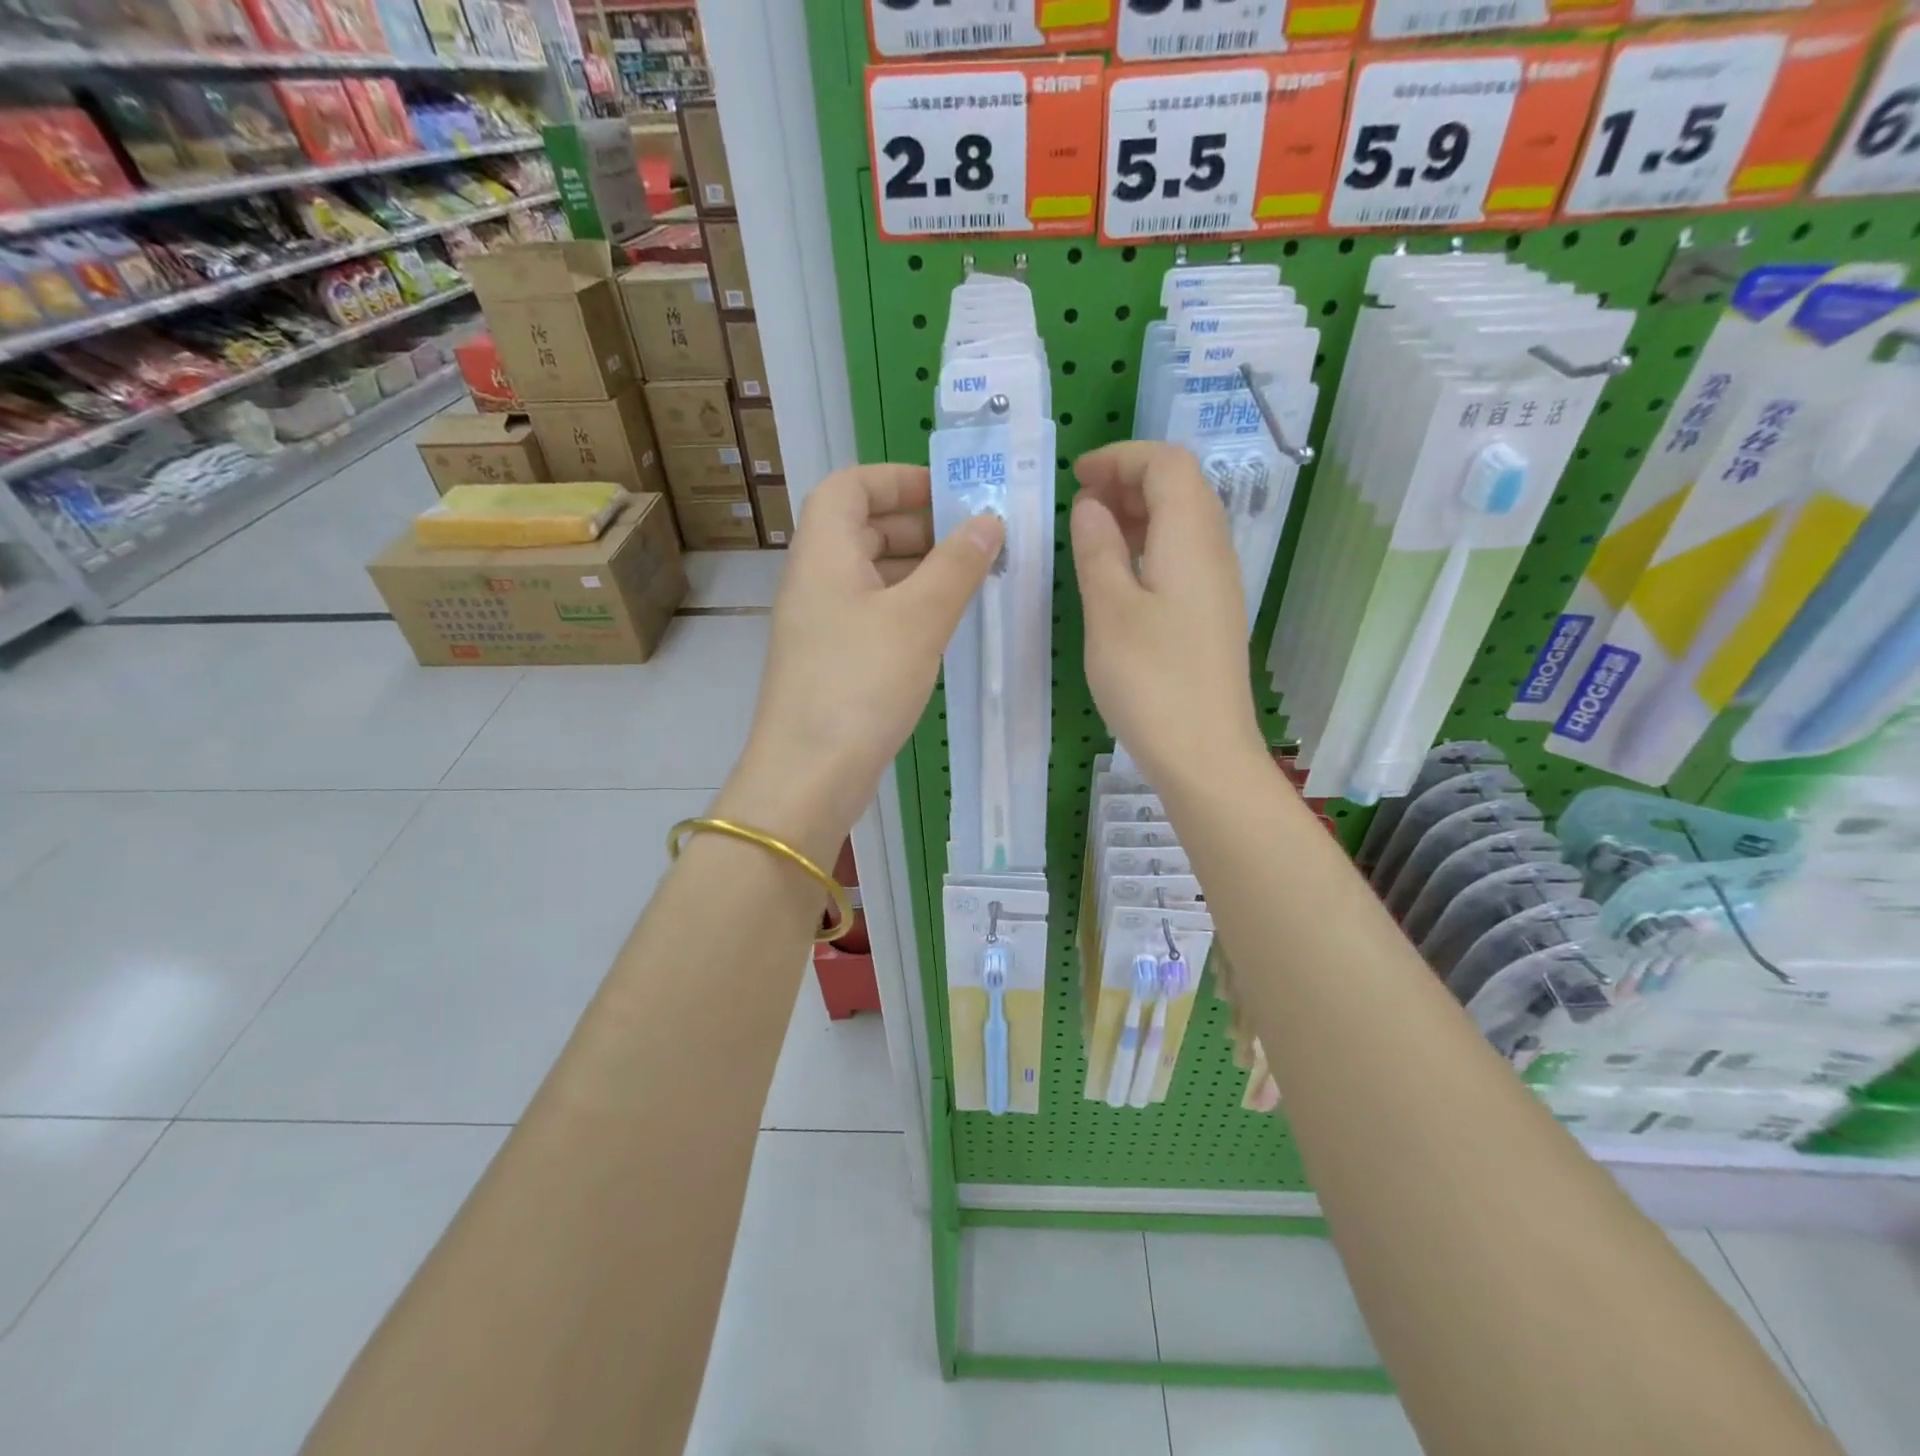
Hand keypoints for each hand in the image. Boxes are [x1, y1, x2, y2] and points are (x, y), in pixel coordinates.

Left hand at [717, 464, 1003, 863]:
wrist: (809, 775)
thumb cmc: (861, 684)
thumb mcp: (918, 619)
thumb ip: (957, 566)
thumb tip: (988, 521)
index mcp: (824, 552)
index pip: (850, 486)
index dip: (897, 479)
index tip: (949, 494)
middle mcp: (815, 580)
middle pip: (861, 528)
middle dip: (918, 525)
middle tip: (974, 541)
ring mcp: (820, 623)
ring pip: (870, 574)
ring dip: (917, 568)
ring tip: (970, 581)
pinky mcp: (831, 661)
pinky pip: (871, 613)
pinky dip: (906, 607)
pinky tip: (942, 626)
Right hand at [1071, 442, 1266, 788]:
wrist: (1204, 754)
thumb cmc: (1151, 680)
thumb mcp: (1109, 609)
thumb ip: (1099, 548)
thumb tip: (1092, 506)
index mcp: (1191, 538)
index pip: (1168, 464)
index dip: (1122, 457)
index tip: (1077, 477)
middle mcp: (1214, 551)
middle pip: (1181, 487)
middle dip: (1129, 480)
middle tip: (1080, 503)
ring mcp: (1217, 585)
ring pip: (1182, 523)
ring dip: (1138, 514)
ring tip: (1092, 533)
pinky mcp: (1210, 614)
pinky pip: (1182, 556)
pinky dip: (1149, 546)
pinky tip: (1118, 574)